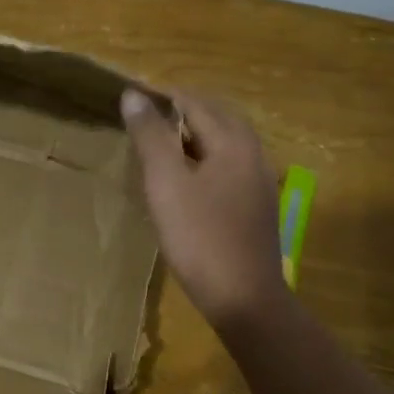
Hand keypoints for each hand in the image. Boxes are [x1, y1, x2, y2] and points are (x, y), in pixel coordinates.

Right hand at [121, 86, 285, 330]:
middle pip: (217, 118)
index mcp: (233, 142)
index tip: (133, 101)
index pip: (195, 103)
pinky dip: (207, 158)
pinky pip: (230, 166)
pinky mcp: (257, 206)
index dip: (163, 98)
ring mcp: (260, 181)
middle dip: (183, 112)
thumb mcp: (166, 184)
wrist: (244, 298)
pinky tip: (189, 179)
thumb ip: (151, 137)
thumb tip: (133, 95)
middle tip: (146, 119)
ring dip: (195, 136)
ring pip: (226, 143)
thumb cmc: (200, 237)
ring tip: (163, 145)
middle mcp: (253, 153)